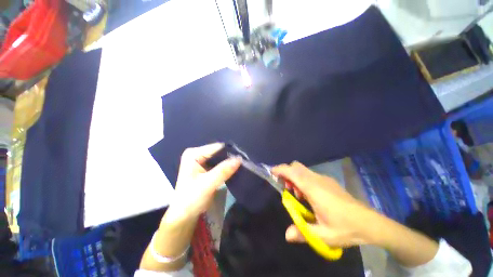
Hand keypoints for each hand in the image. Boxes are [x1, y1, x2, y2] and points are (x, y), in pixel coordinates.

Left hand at [168, 143, 240, 220]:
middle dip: (230, 158)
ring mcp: (201, 161)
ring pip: (220, 158)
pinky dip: (227, 167)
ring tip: (241, 167)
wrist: (184, 216)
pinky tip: (234, 170)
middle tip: (243, 163)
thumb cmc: (191, 199)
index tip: (242, 159)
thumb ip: (223, 170)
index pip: (216, 148)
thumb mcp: (208, 184)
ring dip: (229, 163)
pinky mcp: (206, 168)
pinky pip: (220, 164)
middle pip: (219, 152)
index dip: (229, 153)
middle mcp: (197, 154)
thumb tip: (240, 158)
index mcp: (193, 154)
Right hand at [272, 162, 382, 247]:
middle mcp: (317, 179)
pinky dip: (303, 180)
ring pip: (303, 170)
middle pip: (297, 166)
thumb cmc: (346, 228)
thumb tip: (286, 235)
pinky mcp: (328, 181)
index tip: (272, 172)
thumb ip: (303, 233)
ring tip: (298, 195)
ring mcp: (324, 179)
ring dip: (295, 177)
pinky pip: (310, 175)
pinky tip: (309, 196)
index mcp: (314, 189)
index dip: (281, 170)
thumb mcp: (323, 235)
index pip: (293, 172)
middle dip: (287, 173)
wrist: (370, 223)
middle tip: (287, 189)